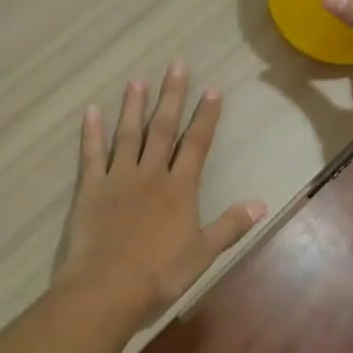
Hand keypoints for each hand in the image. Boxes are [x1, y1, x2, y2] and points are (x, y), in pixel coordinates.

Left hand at [58, 61, 265, 324]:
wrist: (108, 288)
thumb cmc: (160, 274)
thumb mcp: (203, 253)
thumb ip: (230, 226)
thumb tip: (262, 204)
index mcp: (180, 188)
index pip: (197, 144)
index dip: (206, 116)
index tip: (212, 89)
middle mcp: (151, 174)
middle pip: (163, 129)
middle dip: (172, 96)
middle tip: (176, 65)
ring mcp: (118, 178)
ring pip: (128, 134)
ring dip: (134, 107)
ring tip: (137, 80)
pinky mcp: (91, 189)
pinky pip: (91, 154)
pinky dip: (91, 133)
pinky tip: (91, 111)